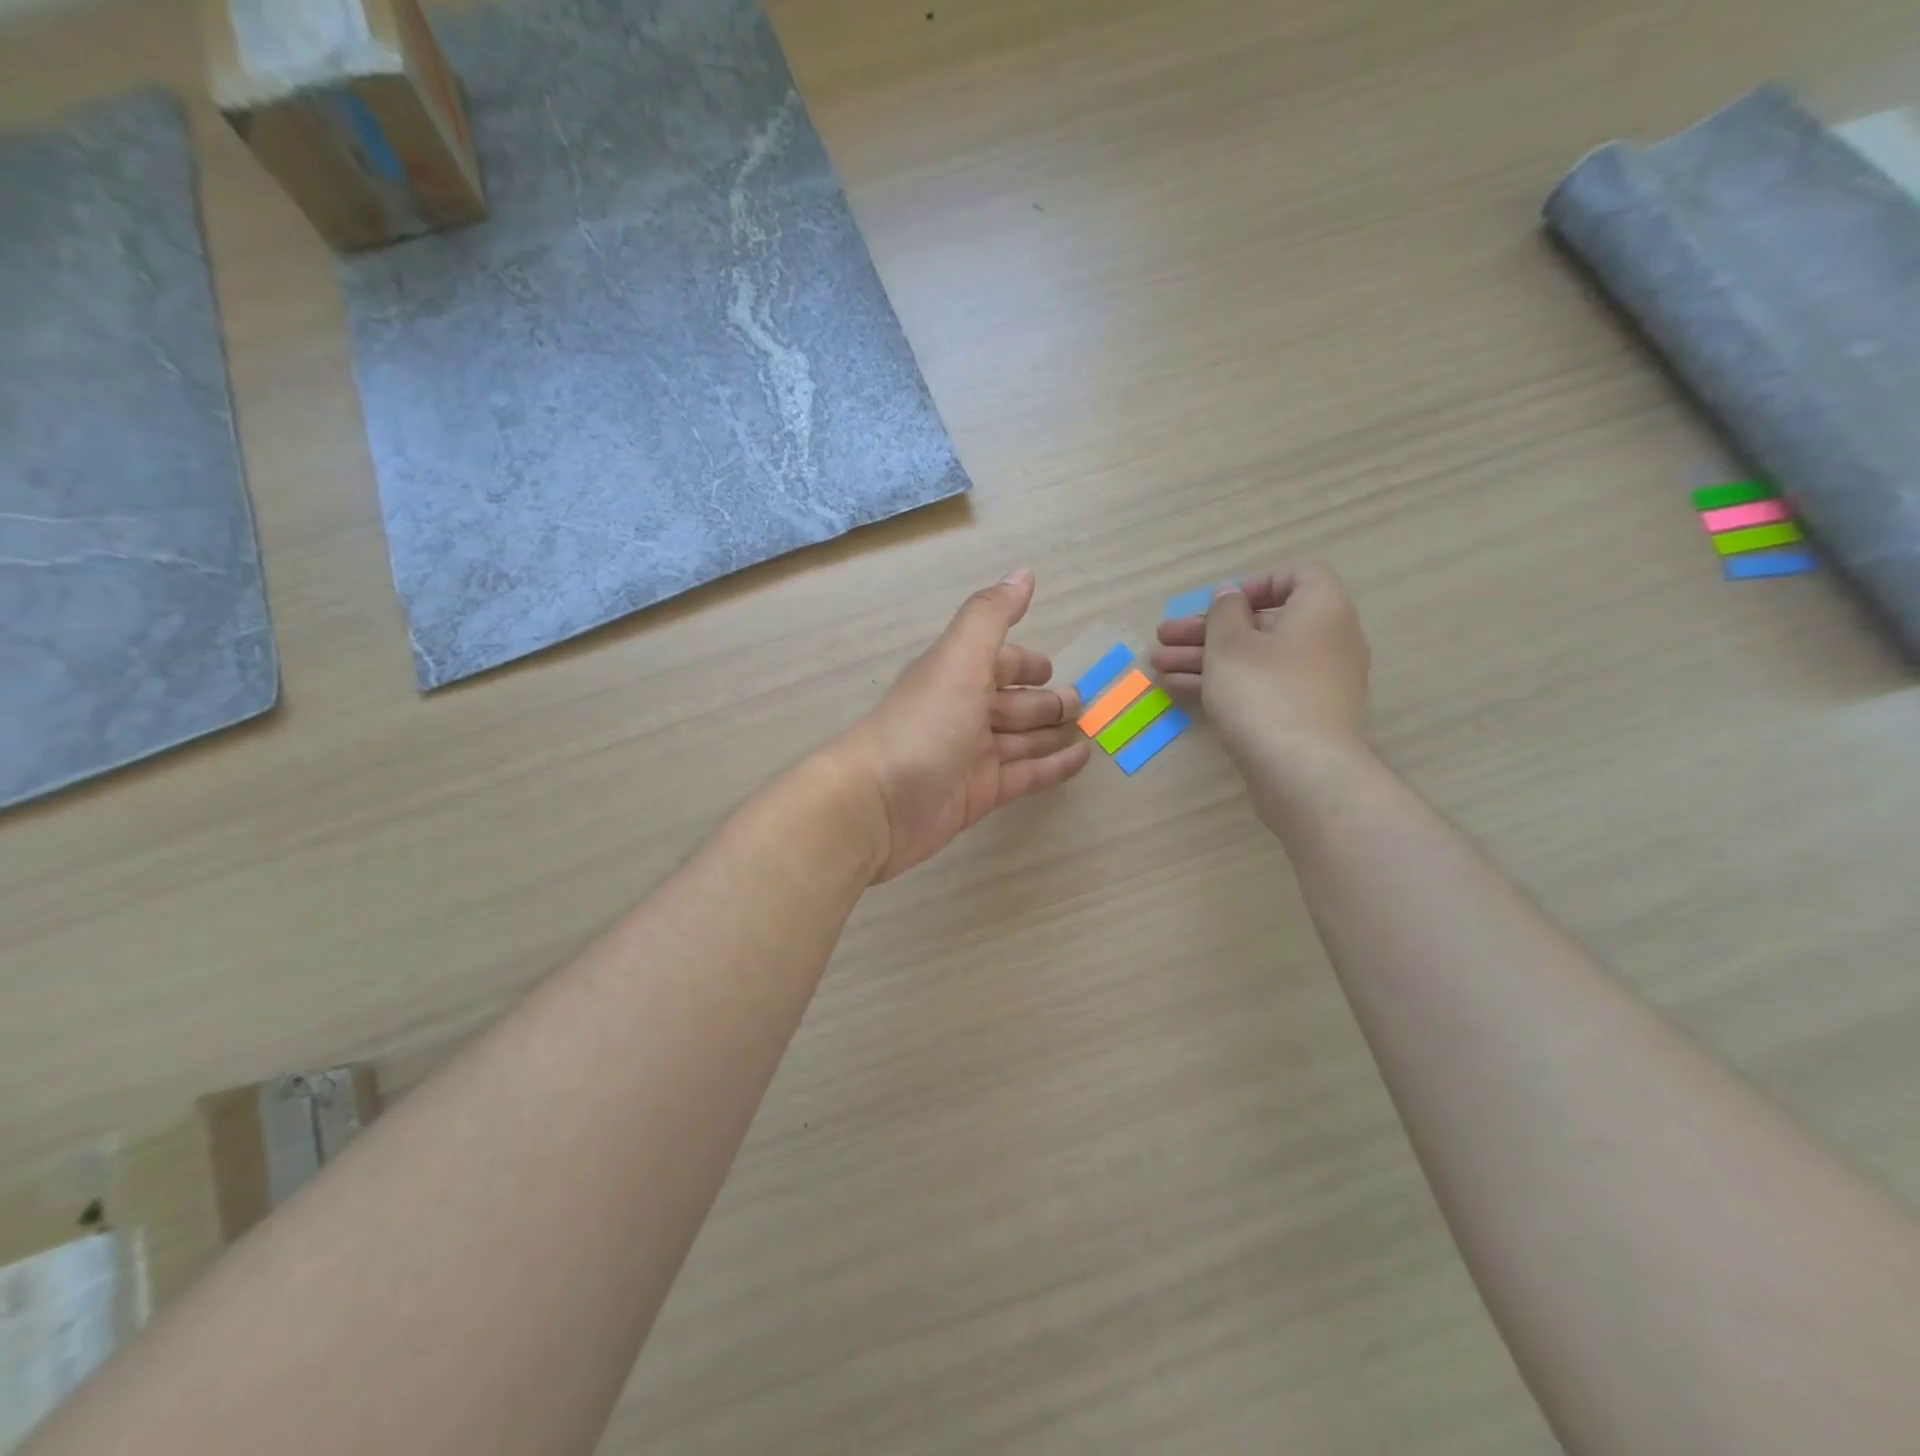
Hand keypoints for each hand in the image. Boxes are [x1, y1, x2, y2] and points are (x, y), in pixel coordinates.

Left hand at [836, 569, 1091, 881]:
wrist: (878, 804)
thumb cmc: (923, 724)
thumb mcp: (959, 659)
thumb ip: (991, 616)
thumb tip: (1023, 572)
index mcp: (957, 676)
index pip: (997, 663)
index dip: (1024, 663)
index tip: (1054, 668)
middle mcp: (963, 713)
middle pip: (1012, 703)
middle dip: (1046, 702)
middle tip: (1084, 704)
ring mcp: (971, 756)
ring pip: (1021, 740)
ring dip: (1051, 733)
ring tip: (1090, 731)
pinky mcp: (979, 795)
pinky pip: (1025, 776)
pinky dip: (1052, 767)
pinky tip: (1081, 761)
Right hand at [1151, 565, 1371, 815]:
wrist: (1303, 771)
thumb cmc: (1264, 692)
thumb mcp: (1230, 643)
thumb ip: (1224, 612)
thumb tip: (1229, 594)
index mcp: (1321, 610)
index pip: (1299, 578)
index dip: (1256, 585)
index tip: (1220, 604)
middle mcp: (1326, 642)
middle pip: (1262, 624)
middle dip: (1208, 629)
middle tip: (1165, 637)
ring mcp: (1314, 683)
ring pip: (1254, 660)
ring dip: (1206, 658)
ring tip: (1158, 665)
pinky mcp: (1300, 717)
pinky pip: (1259, 688)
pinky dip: (1224, 684)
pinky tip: (1178, 689)